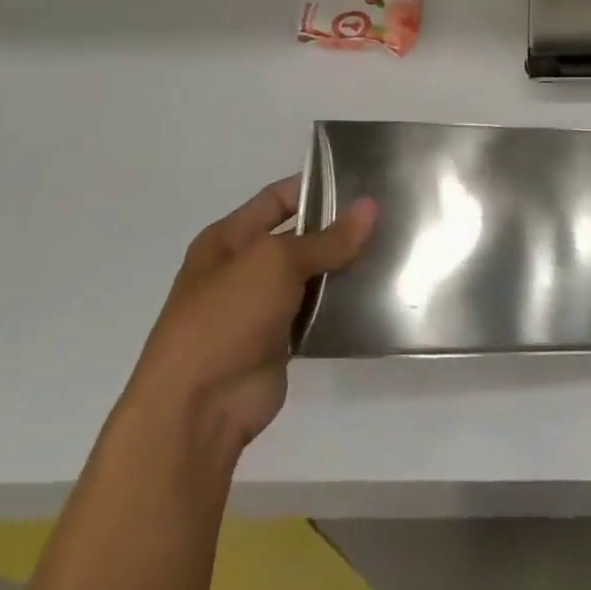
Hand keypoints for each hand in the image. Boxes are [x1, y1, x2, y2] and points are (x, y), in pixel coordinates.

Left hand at [129, 177, 375, 449]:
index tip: (360, 182)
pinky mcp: (278, 342)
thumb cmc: (226, 316)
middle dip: (336, 230)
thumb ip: (327, 239)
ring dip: (343, 269)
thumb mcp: (276, 264)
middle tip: (387, 218)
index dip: (314, 188)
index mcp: (227, 239)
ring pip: (310, 277)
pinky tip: (376, 294)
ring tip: (392, 251)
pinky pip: (315, 314)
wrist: (197, 407)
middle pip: (297, 238)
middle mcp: (242, 268)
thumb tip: (370, 207)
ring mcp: (259, 308)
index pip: (276, 199)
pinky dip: (340, 306)